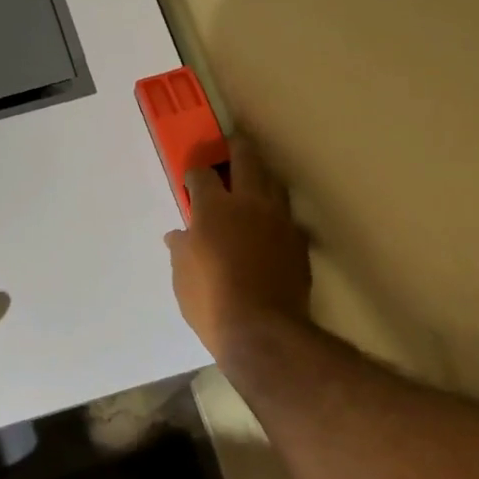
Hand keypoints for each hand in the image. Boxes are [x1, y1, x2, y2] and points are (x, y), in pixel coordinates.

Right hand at [165, 134, 310, 360]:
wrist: (264, 331)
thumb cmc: (211, 301)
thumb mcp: (182, 277)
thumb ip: (181, 250)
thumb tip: (179, 236)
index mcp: (214, 208)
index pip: (202, 174)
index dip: (195, 173)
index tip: (192, 179)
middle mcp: (249, 203)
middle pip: (246, 159)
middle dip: (236, 149)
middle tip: (231, 148)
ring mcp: (279, 220)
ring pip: (274, 182)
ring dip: (262, 177)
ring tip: (254, 182)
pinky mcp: (299, 241)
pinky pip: (288, 217)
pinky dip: (277, 215)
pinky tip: (271, 226)